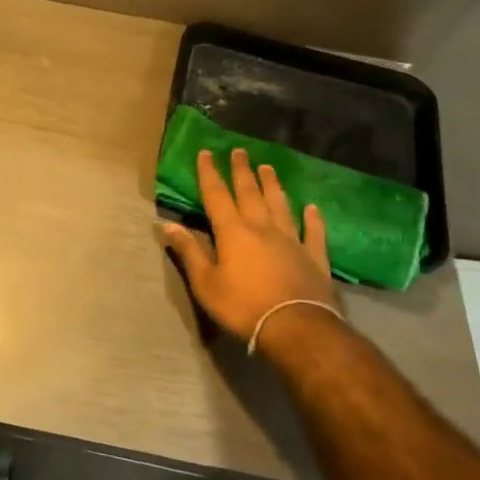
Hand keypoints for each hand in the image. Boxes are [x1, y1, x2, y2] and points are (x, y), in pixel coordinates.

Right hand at [161, 147, 339, 342]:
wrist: (298, 328)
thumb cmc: (244, 306)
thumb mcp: (206, 283)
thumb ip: (188, 252)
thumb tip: (165, 225)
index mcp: (233, 232)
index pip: (217, 196)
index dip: (209, 173)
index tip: (206, 152)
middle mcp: (262, 228)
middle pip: (250, 193)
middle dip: (242, 171)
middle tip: (239, 151)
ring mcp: (291, 240)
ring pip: (280, 205)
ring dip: (273, 185)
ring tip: (268, 167)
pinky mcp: (314, 257)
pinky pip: (313, 232)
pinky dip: (313, 219)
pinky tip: (312, 208)